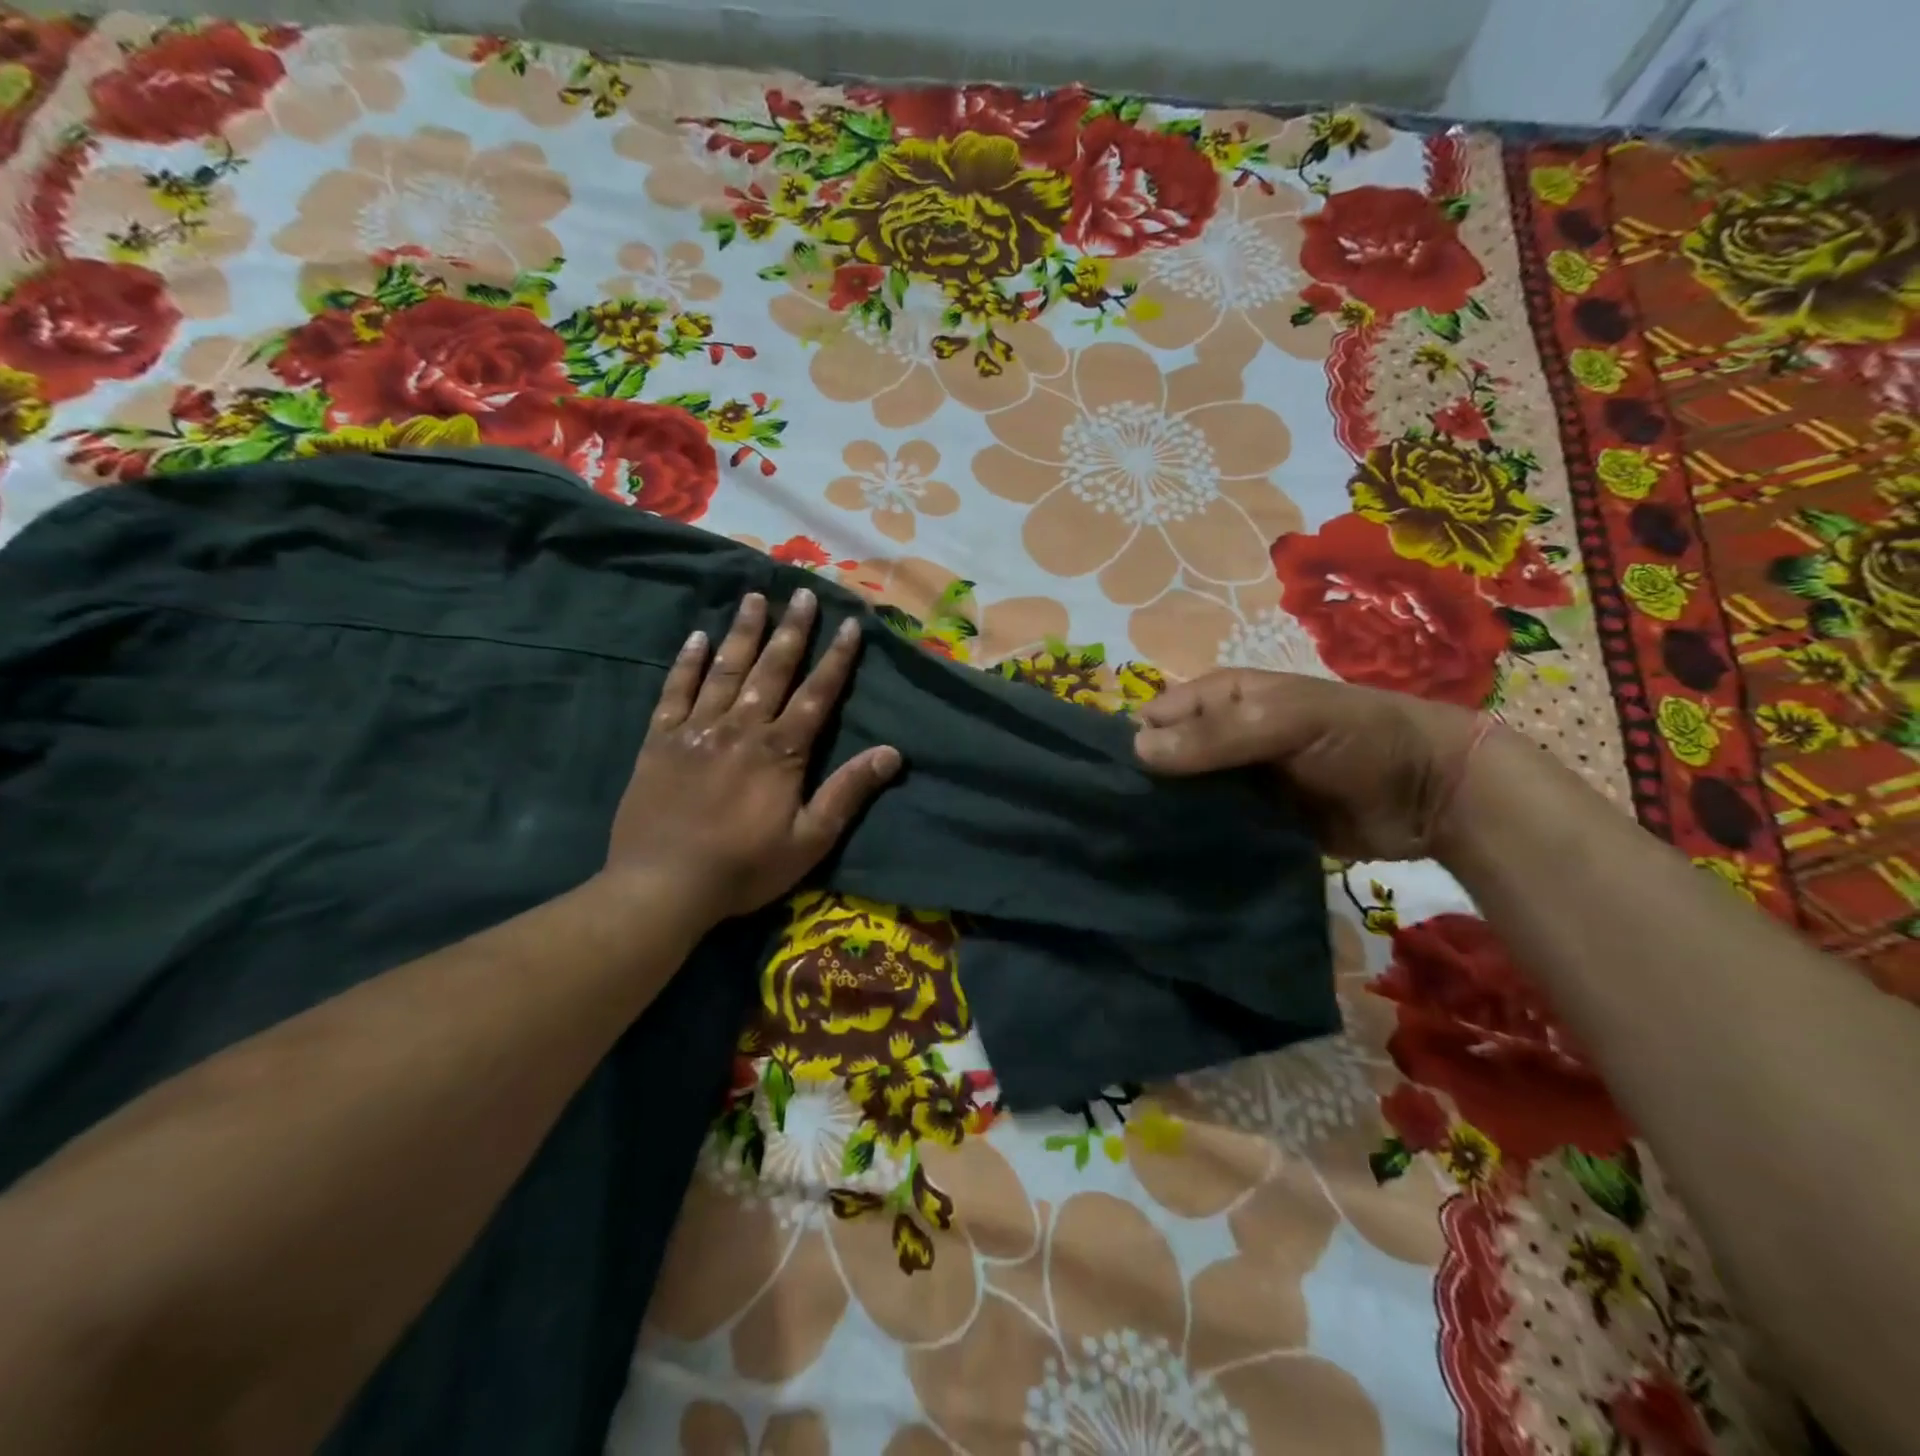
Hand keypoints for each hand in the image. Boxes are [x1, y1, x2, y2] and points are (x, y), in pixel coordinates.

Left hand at [606, 590, 900, 921]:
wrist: (662, 887)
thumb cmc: (744, 869)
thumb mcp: (810, 840)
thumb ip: (848, 792)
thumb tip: (892, 753)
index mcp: (781, 752)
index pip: (817, 694)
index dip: (837, 658)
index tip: (850, 624)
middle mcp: (741, 728)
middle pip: (773, 670)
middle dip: (792, 630)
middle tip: (804, 593)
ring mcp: (697, 730)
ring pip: (726, 670)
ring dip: (744, 632)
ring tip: (755, 597)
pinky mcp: (661, 741)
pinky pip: (675, 691)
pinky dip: (688, 663)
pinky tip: (698, 637)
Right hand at [1132, 670, 1481, 860]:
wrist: (1431, 794)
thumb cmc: (1359, 737)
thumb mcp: (1288, 720)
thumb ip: (1217, 734)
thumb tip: (1135, 750)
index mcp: (1221, 698)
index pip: (1154, 718)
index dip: (1131, 746)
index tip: (1111, 788)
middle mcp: (1219, 737)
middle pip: (1163, 761)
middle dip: (1144, 788)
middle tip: (1119, 827)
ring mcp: (1235, 782)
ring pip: (1182, 798)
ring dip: (1167, 819)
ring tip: (1137, 849)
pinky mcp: (1252, 821)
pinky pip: (1211, 828)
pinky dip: (1195, 841)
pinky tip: (1172, 861)